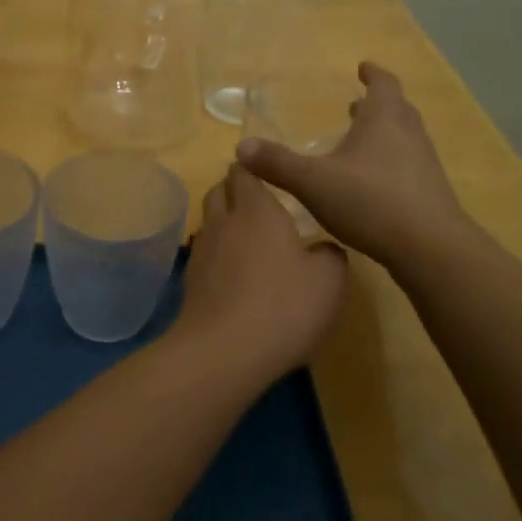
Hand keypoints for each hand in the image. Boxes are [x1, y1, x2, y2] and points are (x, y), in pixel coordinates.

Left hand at [173, 164, 347, 381]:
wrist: (223, 352)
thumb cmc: (283, 306)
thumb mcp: (329, 280)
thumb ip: (330, 255)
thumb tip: (323, 249)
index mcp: (256, 210)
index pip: (245, 171)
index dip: (253, 168)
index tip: (268, 173)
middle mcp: (224, 221)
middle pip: (219, 190)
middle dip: (234, 189)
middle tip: (258, 202)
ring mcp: (202, 251)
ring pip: (209, 221)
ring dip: (224, 221)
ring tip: (247, 237)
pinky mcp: (190, 281)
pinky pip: (205, 253)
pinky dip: (218, 253)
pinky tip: (235, 273)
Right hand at [237, 62, 468, 268]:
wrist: (430, 248)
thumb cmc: (370, 201)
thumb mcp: (313, 182)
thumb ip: (277, 164)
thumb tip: (241, 148)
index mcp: (384, 119)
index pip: (383, 83)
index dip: (372, 74)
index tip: (363, 67)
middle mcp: (409, 134)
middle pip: (396, 108)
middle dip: (376, 104)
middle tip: (356, 106)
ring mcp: (424, 164)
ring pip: (404, 138)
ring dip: (384, 134)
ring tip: (360, 142)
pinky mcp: (430, 193)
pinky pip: (407, 166)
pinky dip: (389, 163)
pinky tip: (370, 184)